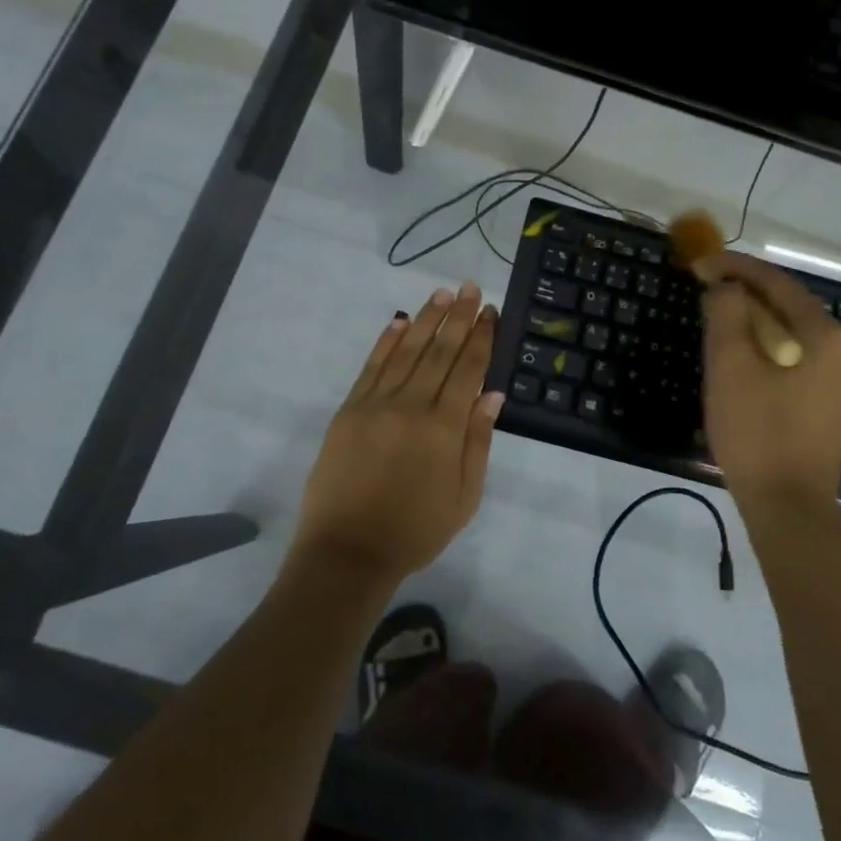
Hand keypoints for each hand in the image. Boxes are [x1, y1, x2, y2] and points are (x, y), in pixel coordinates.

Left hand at [290, 282, 504, 588]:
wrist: (348, 552)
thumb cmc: (415, 530)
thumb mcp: (464, 497)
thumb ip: (478, 441)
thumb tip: (493, 393)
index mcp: (443, 428)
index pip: (467, 370)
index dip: (481, 338)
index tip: (491, 312)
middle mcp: (411, 406)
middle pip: (439, 352)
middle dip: (458, 317)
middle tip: (471, 288)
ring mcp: (375, 404)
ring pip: (406, 351)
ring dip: (426, 319)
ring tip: (443, 294)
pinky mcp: (349, 410)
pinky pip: (371, 367)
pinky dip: (386, 342)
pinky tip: (399, 321)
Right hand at [695, 251, 840, 520]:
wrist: (789, 507)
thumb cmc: (757, 432)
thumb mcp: (730, 366)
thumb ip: (727, 313)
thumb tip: (726, 287)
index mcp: (824, 336)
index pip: (777, 283)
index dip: (736, 267)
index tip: (700, 263)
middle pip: (790, 305)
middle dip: (747, 292)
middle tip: (707, 287)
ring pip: (795, 334)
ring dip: (757, 320)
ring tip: (720, 317)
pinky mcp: (832, 406)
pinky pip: (799, 359)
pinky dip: (770, 347)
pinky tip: (746, 357)